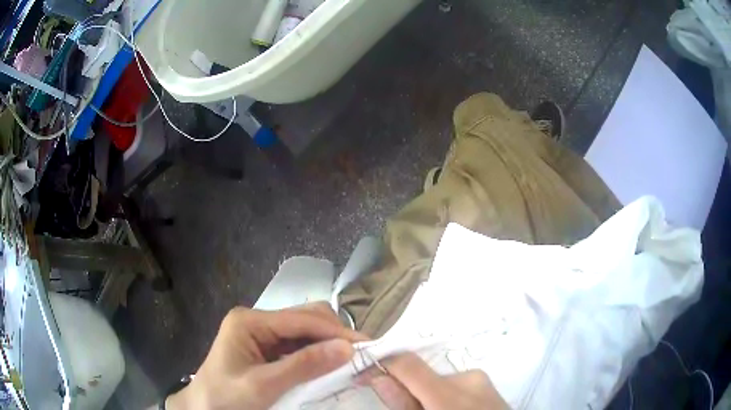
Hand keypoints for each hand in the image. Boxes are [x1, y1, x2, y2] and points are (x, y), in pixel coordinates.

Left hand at [166, 303, 365, 409]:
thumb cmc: (226, 397)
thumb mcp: (263, 385)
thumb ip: (304, 366)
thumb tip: (347, 349)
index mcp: (249, 321)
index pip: (301, 319)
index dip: (335, 331)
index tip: (366, 346)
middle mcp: (257, 321)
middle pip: (304, 318)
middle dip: (333, 335)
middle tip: (360, 355)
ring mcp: (262, 334)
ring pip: (304, 332)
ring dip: (327, 345)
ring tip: (350, 361)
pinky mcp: (266, 348)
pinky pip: (298, 346)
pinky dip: (316, 355)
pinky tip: (329, 366)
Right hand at [361, 353, 508, 409]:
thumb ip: (402, 404)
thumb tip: (377, 377)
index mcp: (449, 395)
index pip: (407, 362)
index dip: (381, 363)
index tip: (364, 374)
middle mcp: (468, 379)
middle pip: (422, 374)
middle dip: (407, 388)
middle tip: (405, 409)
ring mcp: (482, 379)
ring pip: (438, 380)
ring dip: (426, 394)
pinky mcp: (488, 383)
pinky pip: (455, 384)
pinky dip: (443, 396)